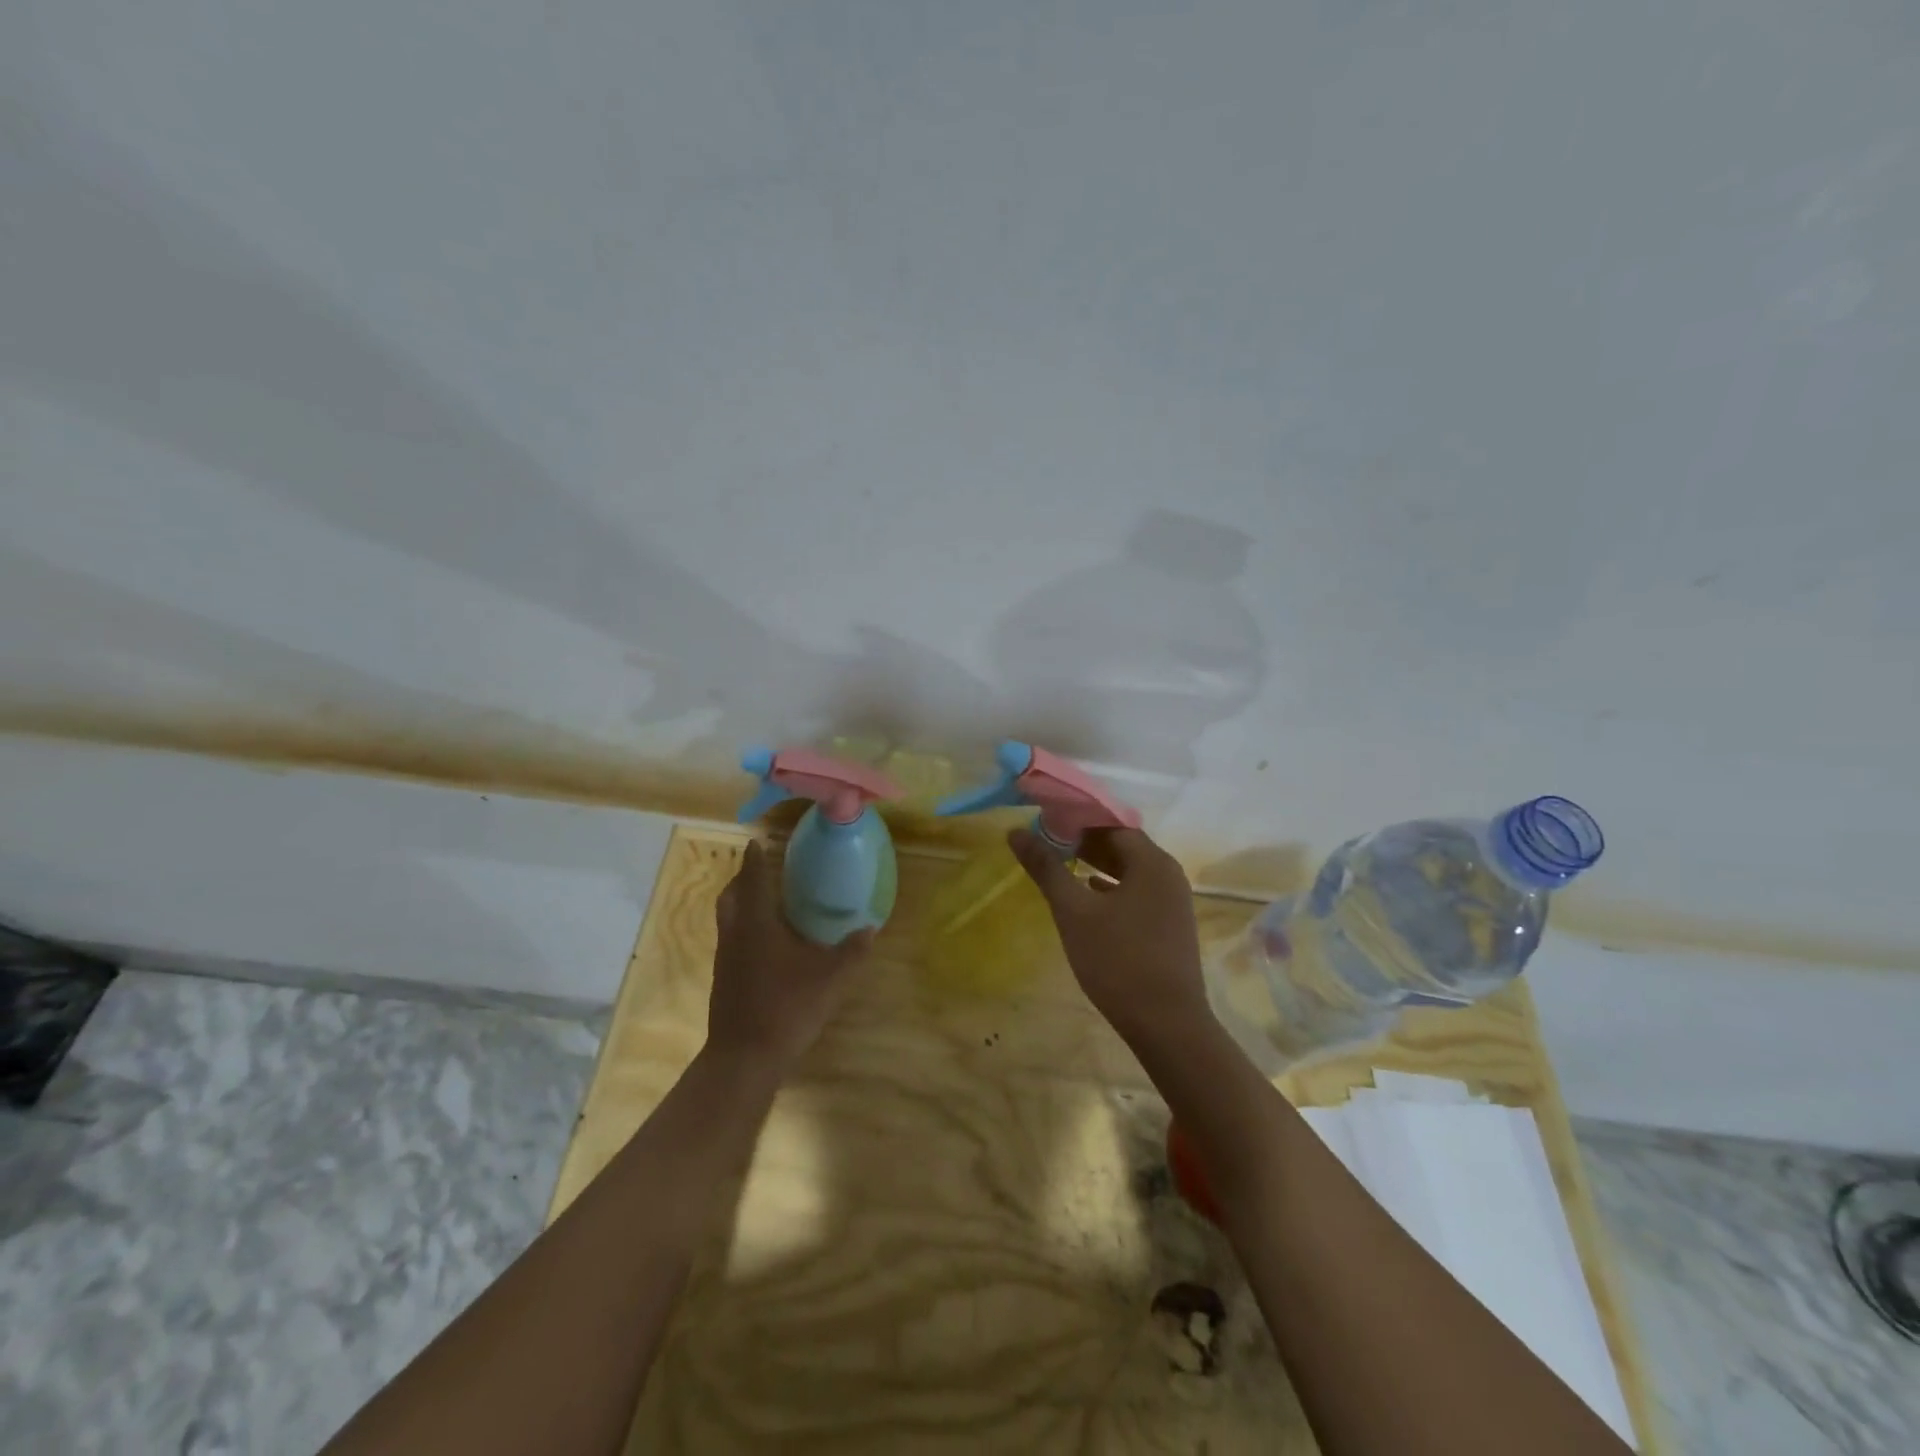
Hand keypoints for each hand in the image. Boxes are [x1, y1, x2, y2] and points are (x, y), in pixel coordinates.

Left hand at [707, 841, 874, 1073]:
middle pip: (731, 895)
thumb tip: (870, 927)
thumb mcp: (830, 979)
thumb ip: (852, 952)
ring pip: (728, 918)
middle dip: (743, 878)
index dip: (754, 858)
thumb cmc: (787, 1008)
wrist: (744, 1058)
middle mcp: (736, 934)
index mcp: (758, 924)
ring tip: (765, 900)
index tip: (757, 841)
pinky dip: (743, 927)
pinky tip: (765, 942)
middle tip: (761, 868)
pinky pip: (731, 938)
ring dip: (741, 903)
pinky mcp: (723, 978)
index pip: (753, 879)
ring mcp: (725, 958)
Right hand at [1008, 826, 1213, 1049]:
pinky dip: (1112, 889)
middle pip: (1122, 845)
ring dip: (1097, 865)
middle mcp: (1168, 874)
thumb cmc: (1118, 960)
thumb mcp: (1074, 912)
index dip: (1076, 820)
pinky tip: (1088, 896)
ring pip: (1130, 871)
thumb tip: (1015, 832)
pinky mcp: (1170, 926)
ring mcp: (1173, 901)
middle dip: (1085, 842)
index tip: (1043, 821)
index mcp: (1151, 861)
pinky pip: (1137, 893)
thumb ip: (1046, 868)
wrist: (1167, 1025)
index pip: (1110, 824)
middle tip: (1046, 842)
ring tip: (1061, 865)